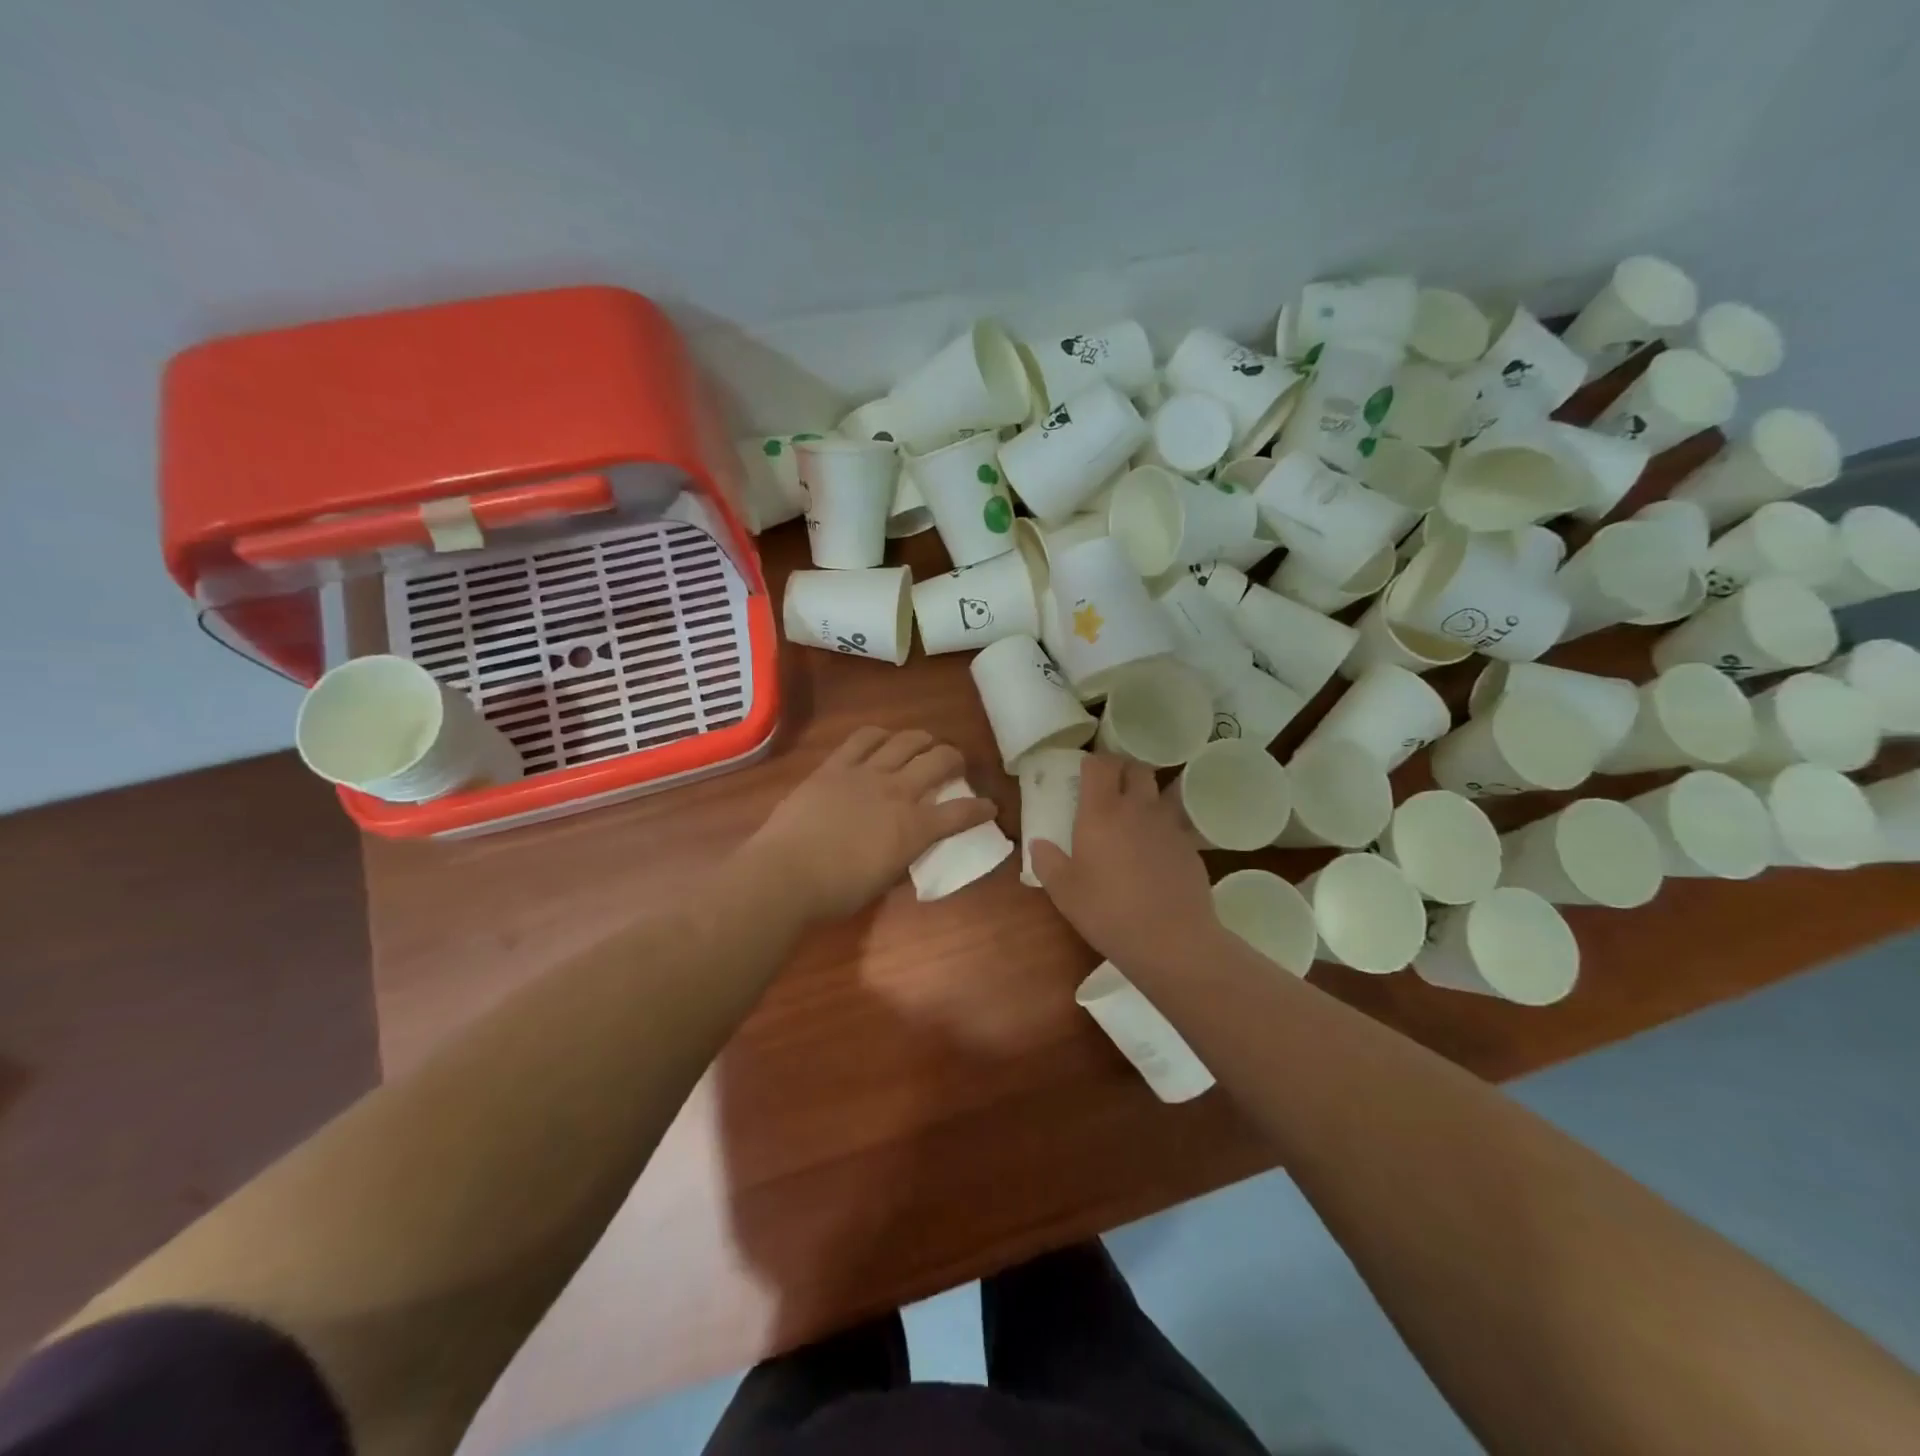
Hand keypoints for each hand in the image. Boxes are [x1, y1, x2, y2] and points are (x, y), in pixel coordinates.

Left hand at [743, 727, 997, 923]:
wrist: (787, 874)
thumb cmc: (837, 891)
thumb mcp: (884, 880)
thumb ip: (903, 855)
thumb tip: (908, 843)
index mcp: (914, 829)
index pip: (960, 813)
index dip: (981, 809)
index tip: (990, 806)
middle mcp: (898, 792)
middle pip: (939, 762)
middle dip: (956, 759)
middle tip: (957, 764)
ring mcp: (866, 773)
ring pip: (905, 741)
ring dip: (922, 739)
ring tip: (926, 742)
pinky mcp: (836, 766)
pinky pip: (863, 738)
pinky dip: (880, 734)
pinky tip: (883, 737)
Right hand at [1030, 754, 1216, 970]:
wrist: (1172, 940)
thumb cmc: (1109, 912)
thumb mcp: (1065, 892)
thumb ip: (1047, 862)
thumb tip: (1038, 844)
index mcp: (1101, 812)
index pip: (1099, 765)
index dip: (1091, 763)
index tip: (1082, 773)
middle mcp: (1137, 807)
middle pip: (1135, 767)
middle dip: (1121, 769)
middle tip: (1109, 786)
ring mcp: (1168, 824)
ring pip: (1159, 789)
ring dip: (1146, 791)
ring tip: (1135, 811)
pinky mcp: (1190, 844)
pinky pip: (1175, 820)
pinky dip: (1164, 822)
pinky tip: (1156, 846)